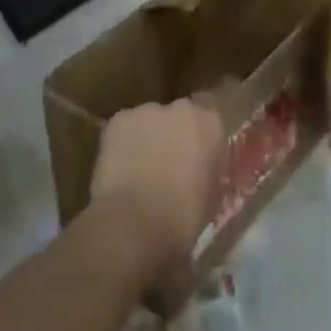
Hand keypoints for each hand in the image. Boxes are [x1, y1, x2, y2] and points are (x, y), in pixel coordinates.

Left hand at [90, 98, 224, 278]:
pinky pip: (123, 129)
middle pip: (177, 113)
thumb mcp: (212, 196)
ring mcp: (147, 111)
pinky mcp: (118, 120)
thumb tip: (202, 171)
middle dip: (172, 132)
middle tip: (167, 162)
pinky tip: (119, 170)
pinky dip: (122, 144)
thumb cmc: (184, 216)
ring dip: (147, 138)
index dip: (199, 129)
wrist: (137, 222)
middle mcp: (180, 108)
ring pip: (148, 121)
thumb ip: (209, 171)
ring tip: (139, 170)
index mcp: (209, 123)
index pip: (208, 108)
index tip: (195, 149)